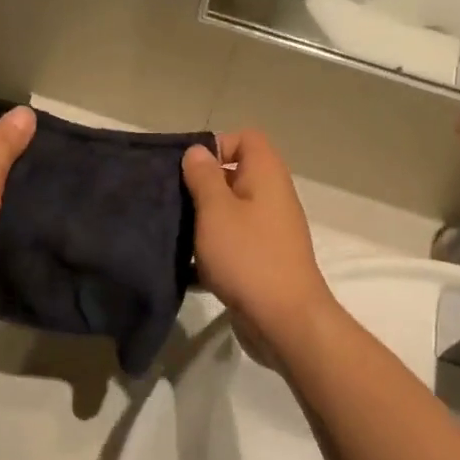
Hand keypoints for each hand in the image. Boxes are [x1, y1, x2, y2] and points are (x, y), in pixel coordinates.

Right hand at [181, 130, 337, 361]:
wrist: (284, 321)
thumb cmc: (248, 256)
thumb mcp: (216, 210)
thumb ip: (204, 177)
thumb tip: (198, 150)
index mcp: (267, 175)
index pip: (246, 138)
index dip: (217, 146)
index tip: (190, 170)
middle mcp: (272, 196)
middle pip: (236, 174)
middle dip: (203, 185)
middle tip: (175, 201)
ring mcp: (270, 230)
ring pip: (231, 211)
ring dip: (204, 220)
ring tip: (177, 233)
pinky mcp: (263, 260)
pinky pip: (234, 242)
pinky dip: (213, 249)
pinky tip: (188, 266)